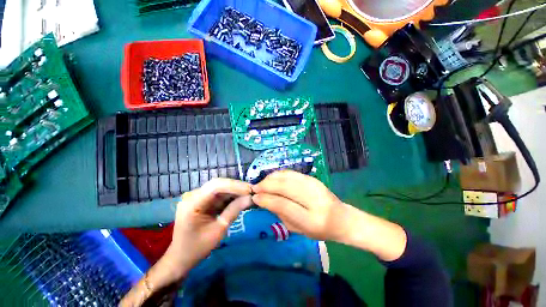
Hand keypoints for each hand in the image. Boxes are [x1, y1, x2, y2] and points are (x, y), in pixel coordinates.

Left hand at [120, 178, 251, 306]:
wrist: (181, 258)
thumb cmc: (198, 248)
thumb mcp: (219, 230)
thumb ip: (234, 211)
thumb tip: (251, 198)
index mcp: (192, 203)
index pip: (216, 186)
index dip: (235, 186)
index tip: (250, 190)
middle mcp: (192, 195)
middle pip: (218, 184)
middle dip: (236, 187)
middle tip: (252, 191)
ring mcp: (196, 196)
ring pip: (220, 187)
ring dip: (234, 190)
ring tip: (249, 194)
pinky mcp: (201, 199)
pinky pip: (218, 194)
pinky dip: (230, 196)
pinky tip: (240, 198)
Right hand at [251, 170, 347, 240]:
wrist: (342, 219)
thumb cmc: (319, 230)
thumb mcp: (298, 230)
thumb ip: (280, 214)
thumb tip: (264, 199)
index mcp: (312, 219)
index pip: (284, 205)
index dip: (267, 199)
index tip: (255, 197)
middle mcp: (315, 199)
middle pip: (285, 186)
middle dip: (267, 185)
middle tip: (255, 188)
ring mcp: (315, 185)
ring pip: (288, 176)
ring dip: (271, 178)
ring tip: (262, 183)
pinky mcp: (313, 178)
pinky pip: (292, 173)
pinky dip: (280, 174)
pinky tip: (273, 178)